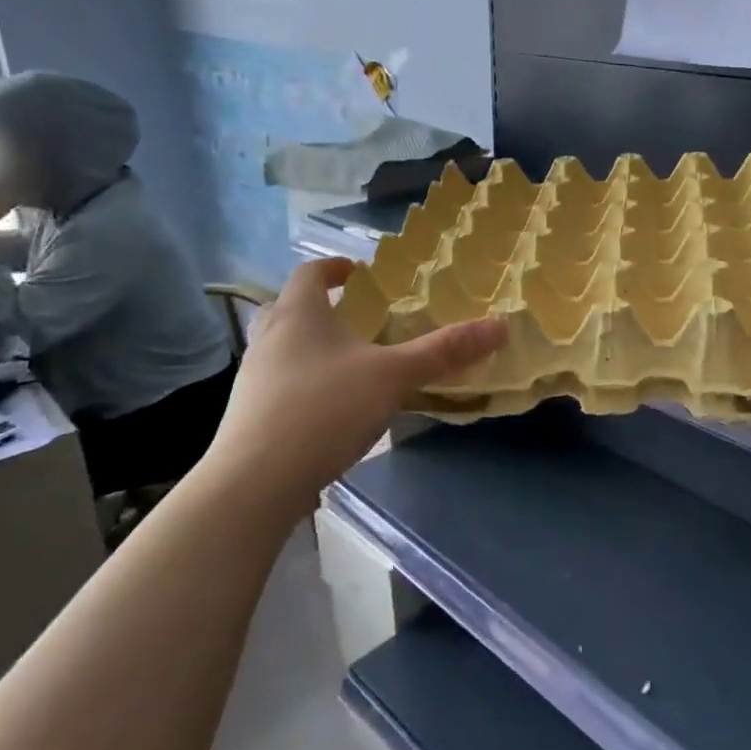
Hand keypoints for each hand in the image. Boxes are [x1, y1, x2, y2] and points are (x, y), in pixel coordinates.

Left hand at [201, 257, 505, 510]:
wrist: (255, 482)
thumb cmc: (324, 409)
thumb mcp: (393, 376)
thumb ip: (444, 351)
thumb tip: (501, 325)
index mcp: (298, 313)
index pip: (310, 272)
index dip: (335, 267)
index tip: (359, 273)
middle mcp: (269, 338)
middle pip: (290, 307)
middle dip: (323, 307)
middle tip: (357, 317)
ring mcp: (253, 378)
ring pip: (283, 347)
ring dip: (312, 345)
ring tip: (350, 362)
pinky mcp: (249, 415)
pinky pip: (279, 382)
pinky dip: (304, 381)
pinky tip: (330, 407)